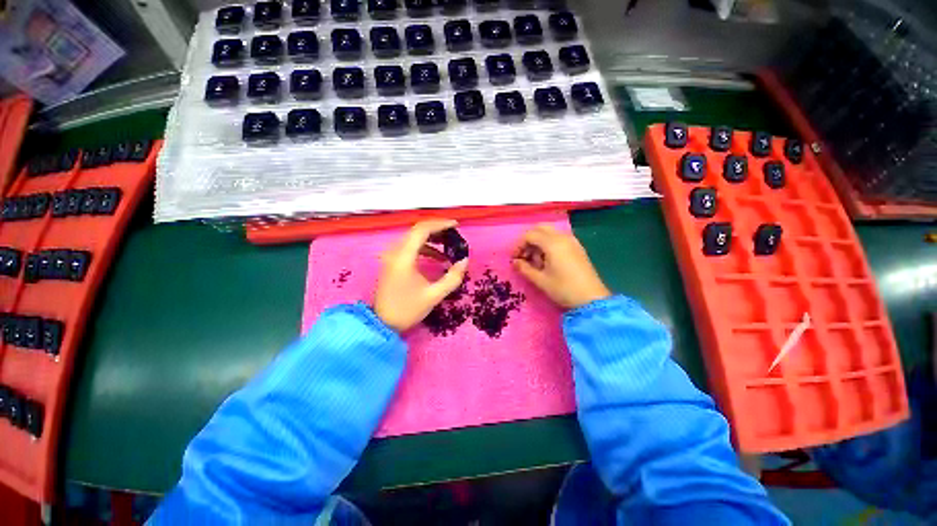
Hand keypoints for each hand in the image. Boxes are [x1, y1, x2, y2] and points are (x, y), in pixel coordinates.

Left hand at [375, 220, 468, 331]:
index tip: (456, 225)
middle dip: (438, 230)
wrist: (382, 323)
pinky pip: (410, 247)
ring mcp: (391, 256)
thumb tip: (464, 260)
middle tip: (454, 235)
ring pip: (413, 238)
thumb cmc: (407, 309)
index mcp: (403, 257)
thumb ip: (452, 277)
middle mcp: (395, 251)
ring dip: (432, 239)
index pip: (422, 230)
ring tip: (449, 245)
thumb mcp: (433, 295)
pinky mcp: (392, 262)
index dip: (440, 224)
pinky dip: (424, 248)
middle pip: (417, 230)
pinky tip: (437, 258)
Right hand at [512, 224, 610, 309]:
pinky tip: (547, 260)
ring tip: (535, 260)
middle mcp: (562, 237)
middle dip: (528, 240)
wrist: (592, 299)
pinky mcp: (577, 247)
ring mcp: (572, 241)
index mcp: (553, 243)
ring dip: (538, 241)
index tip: (514, 258)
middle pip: (540, 228)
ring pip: (549, 232)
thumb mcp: (540, 280)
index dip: (518, 245)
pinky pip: (558, 238)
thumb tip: (515, 262)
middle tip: (523, 255)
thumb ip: (525, 269)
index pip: (530, 235)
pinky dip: (548, 244)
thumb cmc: (564, 289)